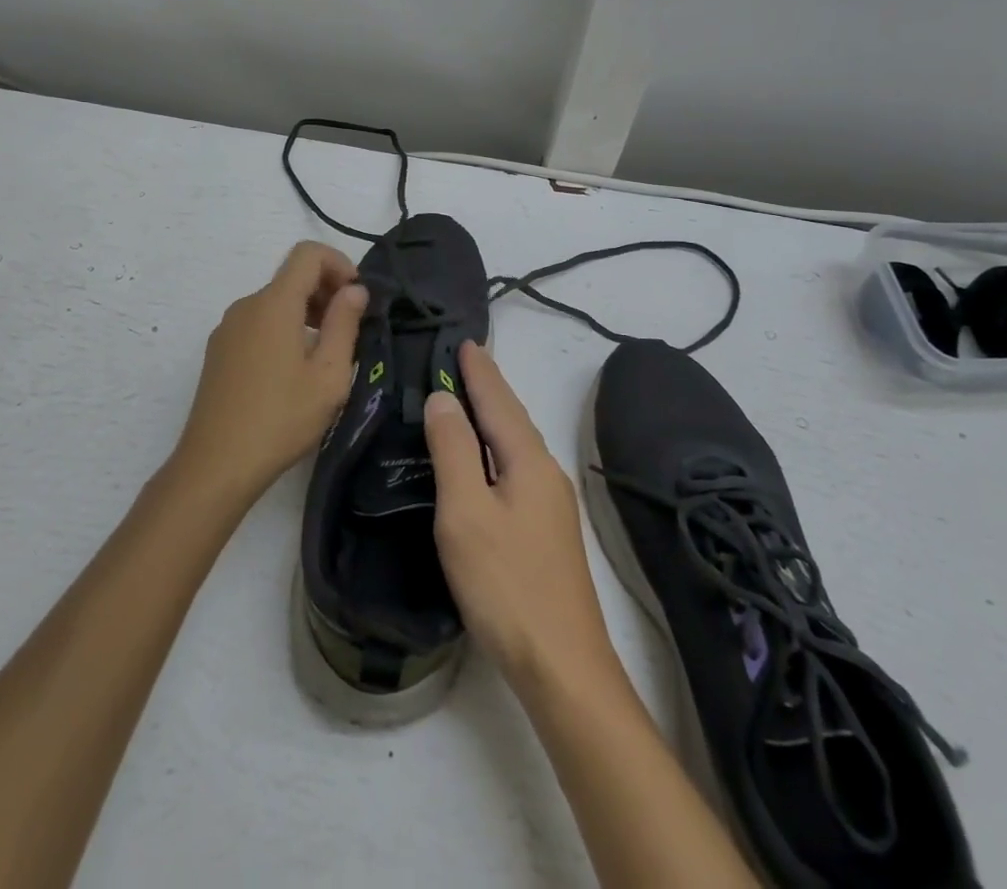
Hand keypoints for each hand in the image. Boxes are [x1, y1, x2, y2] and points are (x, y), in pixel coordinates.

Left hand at [176, 241, 367, 505]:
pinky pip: (258, 322)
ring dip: (306, 312)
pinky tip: (294, 371)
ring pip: (275, 301)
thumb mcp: (328, 375)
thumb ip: (345, 324)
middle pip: (291, 277)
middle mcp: (247, 306)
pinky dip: (284, 328)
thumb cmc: (281, 419)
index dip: (339, 263)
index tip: (358, 297)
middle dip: (326, 291)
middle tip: (350, 330)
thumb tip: (355, 289)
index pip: (308, 253)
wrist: (216, 465)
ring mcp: (228, 328)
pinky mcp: (219, 351)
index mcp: (274, 304)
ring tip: (326, 355)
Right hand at [424, 343, 621, 698]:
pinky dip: (497, 447)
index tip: (464, 340)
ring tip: (470, 397)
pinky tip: (486, 459)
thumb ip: (454, 450)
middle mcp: (546, 473)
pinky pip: (517, 467)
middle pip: (512, 418)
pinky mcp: (547, 532)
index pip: (498, 401)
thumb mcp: (466, 513)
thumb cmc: (506, 584)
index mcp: (528, 461)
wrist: (563, 667)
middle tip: (464, 359)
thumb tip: (443, 399)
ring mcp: (551, 505)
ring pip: (516, 444)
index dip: (479, 371)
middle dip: (489, 387)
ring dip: (494, 415)